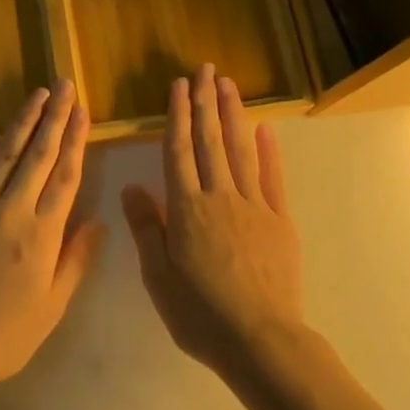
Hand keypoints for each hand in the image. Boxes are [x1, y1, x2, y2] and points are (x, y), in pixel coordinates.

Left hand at [0, 81, 104, 398]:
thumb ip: (76, 260)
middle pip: (38, 155)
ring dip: (22, 121)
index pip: (65, 176)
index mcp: (42, 233)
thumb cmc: (4, 334)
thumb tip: (98, 221)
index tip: (84, 111)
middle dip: (54, 117)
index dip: (76, 140)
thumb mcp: (52, 306)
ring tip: (38, 94)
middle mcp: (12, 210)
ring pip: (4, 154)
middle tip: (65, 86)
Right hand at [121, 65, 306, 381]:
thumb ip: (147, 228)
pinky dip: (269, 151)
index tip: (178, 86)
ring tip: (228, 85)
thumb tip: (131, 186)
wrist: (260, 340)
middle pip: (210, 141)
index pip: (178, 150)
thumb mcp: (158, 277)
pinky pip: (273, 178)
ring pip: (240, 150)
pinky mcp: (279, 220)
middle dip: (206, 102)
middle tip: (205, 69)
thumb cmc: (200, 313)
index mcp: (187, 208)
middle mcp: (219, 196)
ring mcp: (253, 205)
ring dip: (233, 114)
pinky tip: (266, 129)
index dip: (178, 115)